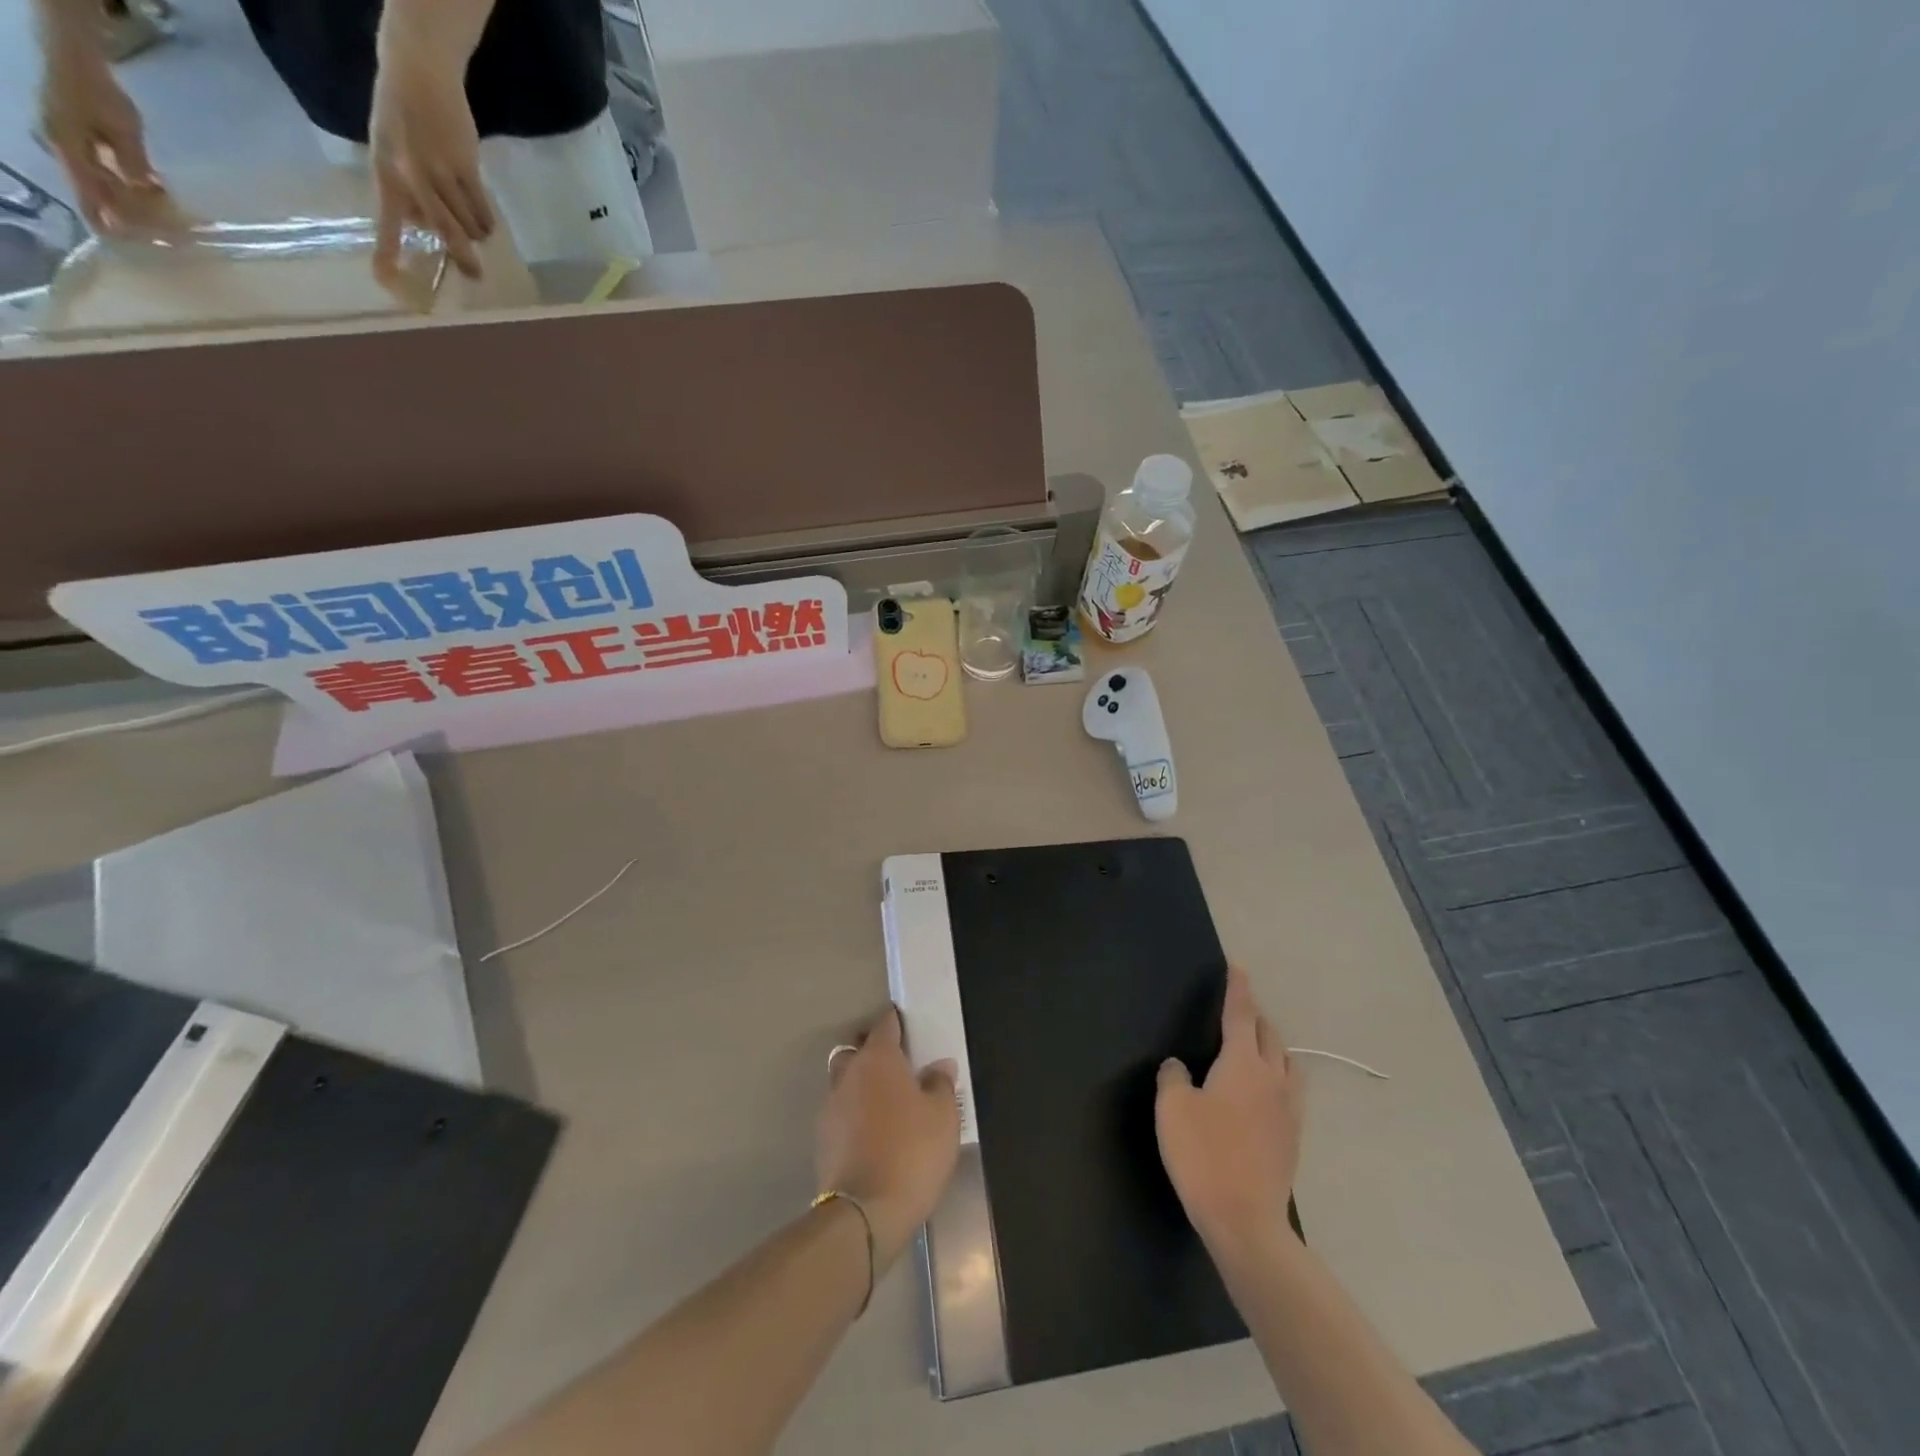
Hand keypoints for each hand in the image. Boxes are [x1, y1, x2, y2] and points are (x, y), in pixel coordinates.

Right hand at [38, 43, 163, 232]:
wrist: (74, 56)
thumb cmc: (98, 94)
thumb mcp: (124, 133)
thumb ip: (134, 164)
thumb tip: (146, 192)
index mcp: (69, 151)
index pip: (88, 198)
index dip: (109, 223)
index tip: (126, 244)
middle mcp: (63, 150)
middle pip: (100, 193)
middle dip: (132, 213)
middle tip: (167, 230)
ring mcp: (68, 142)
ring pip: (105, 183)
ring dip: (135, 199)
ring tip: (168, 213)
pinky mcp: (78, 136)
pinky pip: (105, 168)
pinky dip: (129, 182)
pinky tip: (155, 190)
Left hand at [367, 51, 494, 278]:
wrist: (419, 73)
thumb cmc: (404, 117)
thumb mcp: (391, 152)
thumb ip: (405, 190)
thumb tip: (427, 228)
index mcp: (386, 173)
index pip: (385, 220)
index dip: (387, 251)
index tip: (386, 281)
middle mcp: (410, 175)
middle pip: (443, 232)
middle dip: (462, 257)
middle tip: (475, 276)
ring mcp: (439, 172)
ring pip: (467, 224)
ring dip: (476, 231)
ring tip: (477, 227)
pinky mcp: (465, 167)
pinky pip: (483, 210)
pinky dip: (487, 219)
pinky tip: (485, 216)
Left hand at [816, 1007, 960, 1270]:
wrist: (865, 1212)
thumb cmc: (912, 1152)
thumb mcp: (943, 1117)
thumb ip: (941, 1084)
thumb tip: (939, 1066)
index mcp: (878, 1059)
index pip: (885, 1025)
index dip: (895, 1021)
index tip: (905, 1023)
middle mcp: (849, 1073)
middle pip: (856, 1049)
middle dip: (871, 1050)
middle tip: (895, 1063)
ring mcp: (831, 1106)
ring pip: (844, 1080)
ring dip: (860, 1083)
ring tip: (884, 1100)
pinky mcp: (823, 1138)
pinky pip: (840, 1111)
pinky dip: (853, 1112)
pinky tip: (871, 1130)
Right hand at [1156, 964, 1304, 1258]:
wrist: (1245, 1221)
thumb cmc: (1203, 1155)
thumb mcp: (1172, 1108)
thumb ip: (1173, 1077)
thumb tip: (1180, 1067)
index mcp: (1242, 1063)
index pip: (1241, 1014)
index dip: (1238, 989)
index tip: (1238, 967)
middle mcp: (1272, 1078)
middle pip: (1269, 1035)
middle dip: (1254, 1017)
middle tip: (1236, 1012)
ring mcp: (1288, 1110)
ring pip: (1286, 1062)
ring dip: (1271, 1046)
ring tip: (1253, 1049)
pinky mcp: (1293, 1137)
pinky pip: (1290, 1089)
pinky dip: (1278, 1076)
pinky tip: (1262, 1093)